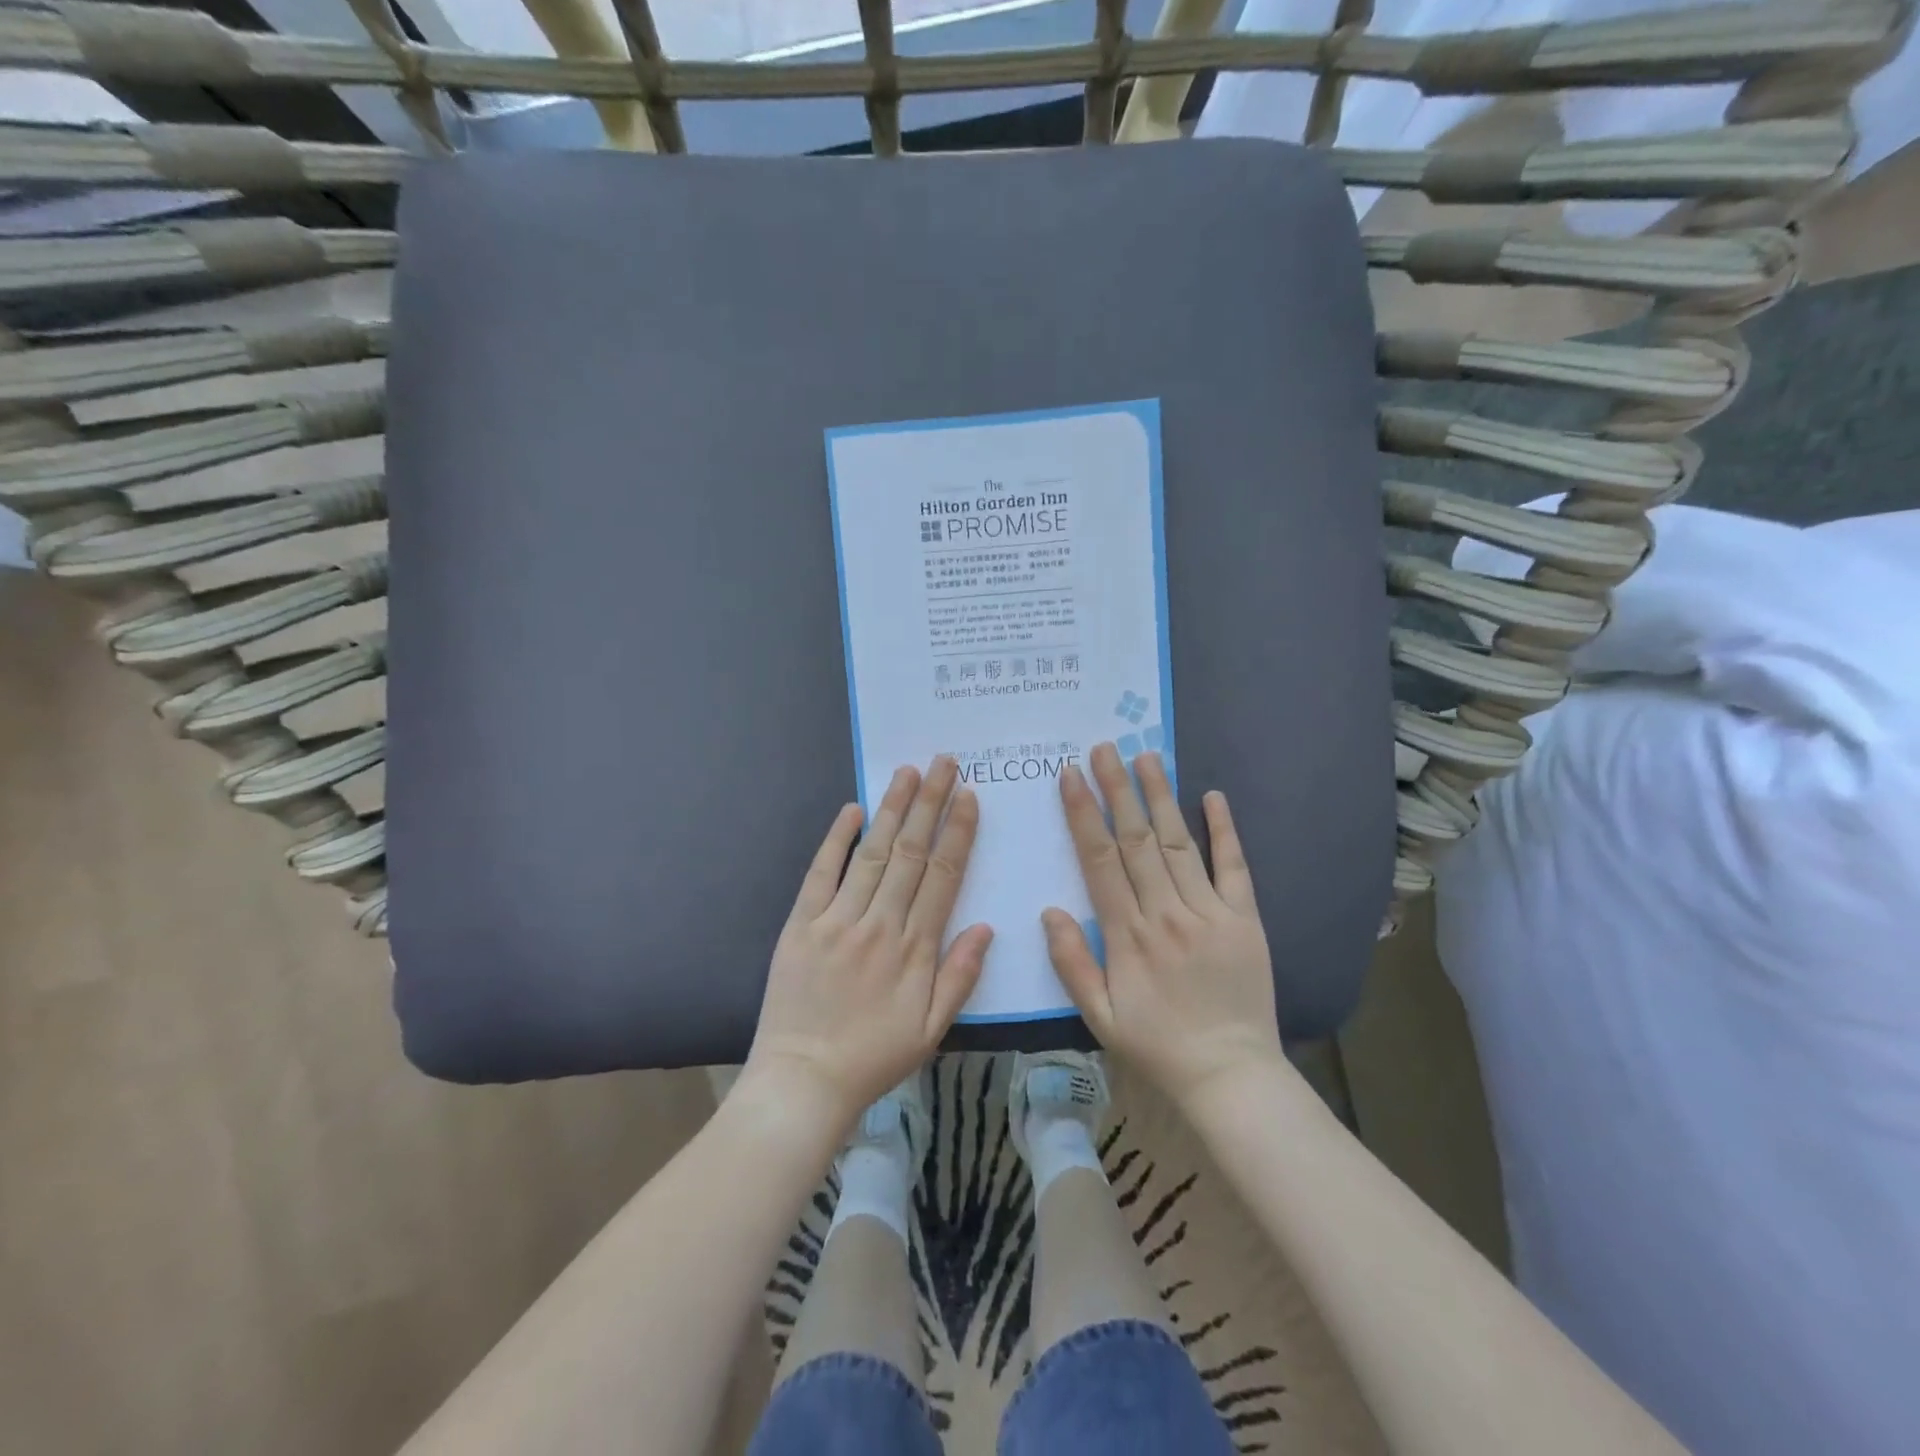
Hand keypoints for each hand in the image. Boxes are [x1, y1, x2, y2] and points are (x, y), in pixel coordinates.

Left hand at [746, 756, 991, 1130]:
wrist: (803, 1081)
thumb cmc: (873, 1058)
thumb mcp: (931, 1030)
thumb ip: (960, 976)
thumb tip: (986, 926)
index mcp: (915, 949)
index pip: (943, 876)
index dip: (958, 833)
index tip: (969, 796)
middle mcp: (879, 924)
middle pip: (911, 853)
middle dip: (930, 803)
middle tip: (944, 763)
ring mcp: (837, 921)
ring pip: (872, 854)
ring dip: (891, 809)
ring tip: (907, 772)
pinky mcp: (801, 925)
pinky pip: (821, 873)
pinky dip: (836, 839)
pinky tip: (852, 809)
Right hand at [1044, 744, 1283, 1108]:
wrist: (1230, 1076)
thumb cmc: (1157, 1046)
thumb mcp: (1099, 1017)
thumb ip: (1072, 963)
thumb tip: (1050, 910)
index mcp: (1128, 935)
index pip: (1099, 859)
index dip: (1083, 813)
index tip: (1071, 775)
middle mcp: (1166, 913)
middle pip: (1136, 839)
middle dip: (1117, 789)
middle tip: (1104, 748)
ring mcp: (1209, 912)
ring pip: (1178, 843)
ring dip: (1160, 797)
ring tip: (1147, 756)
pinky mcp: (1245, 919)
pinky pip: (1234, 867)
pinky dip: (1225, 830)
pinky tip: (1212, 796)